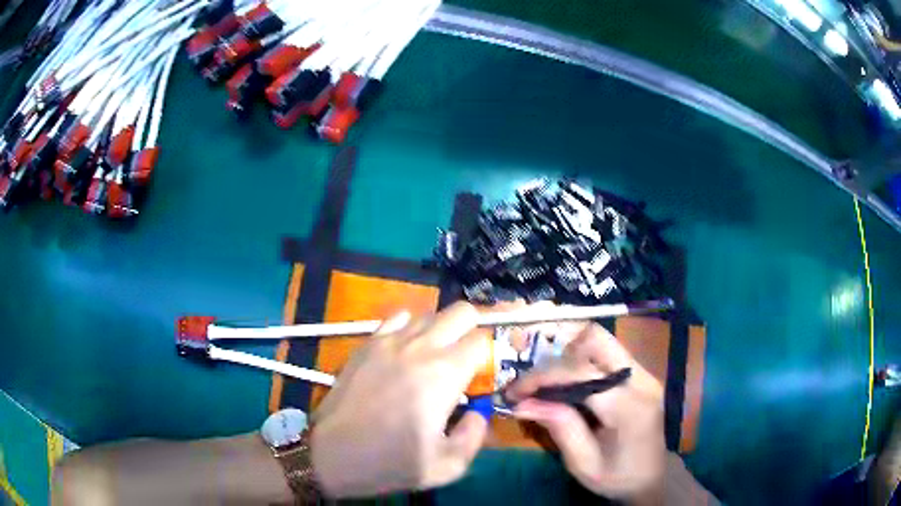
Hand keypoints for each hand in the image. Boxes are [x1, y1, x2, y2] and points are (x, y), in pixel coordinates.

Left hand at [310, 302, 490, 497]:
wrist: (329, 454)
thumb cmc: (389, 463)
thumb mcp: (446, 466)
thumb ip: (475, 435)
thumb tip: (478, 413)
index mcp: (444, 374)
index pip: (483, 340)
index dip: (490, 356)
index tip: (483, 377)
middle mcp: (420, 347)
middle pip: (462, 311)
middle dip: (473, 330)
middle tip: (468, 359)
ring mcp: (389, 340)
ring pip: (430, 313)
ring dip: (442, 331)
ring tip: (436, 359)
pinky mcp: (366, 343)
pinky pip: (398, 318)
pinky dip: (411, 328)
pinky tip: (406, 351)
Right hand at [505, 323, 665, 503]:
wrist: (653, 476)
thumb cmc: (618, 477)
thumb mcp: (583, 464)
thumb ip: (559, 427)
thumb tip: (522, 403)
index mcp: (630, 407)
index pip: (580, 374)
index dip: (542, 377)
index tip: (514, 392)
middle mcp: (641, 380)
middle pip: (596, 339)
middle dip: (558, 356)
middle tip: (536, 385)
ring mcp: (644, 373)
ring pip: (601, 341)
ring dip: (569, 357)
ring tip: (550, 386)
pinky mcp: (641, 374)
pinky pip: (607, 354)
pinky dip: (581, 363)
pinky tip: (569, 387)